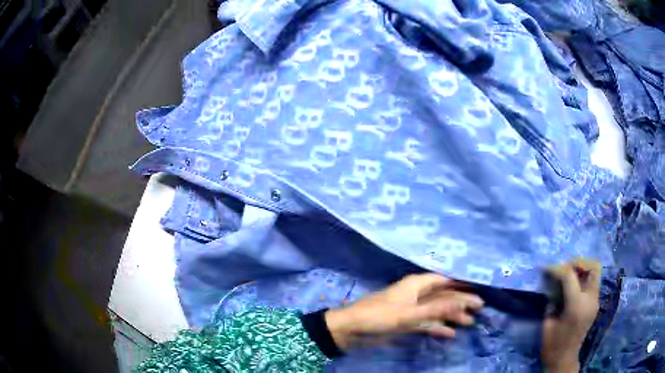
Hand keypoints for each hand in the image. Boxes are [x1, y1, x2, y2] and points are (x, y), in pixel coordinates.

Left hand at [324, 273, 483, 349]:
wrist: (350, 329)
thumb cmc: (379, 316)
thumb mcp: (410, 314)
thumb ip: (437, 309)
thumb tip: (463, 301)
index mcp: (416, 284)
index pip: (445, 281)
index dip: (462, 285)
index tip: (479, 290)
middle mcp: (416, 293)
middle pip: (443, 295)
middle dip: (460, 302)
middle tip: (479, 309)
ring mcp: (411, 308)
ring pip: (436, 310)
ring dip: (452, 316)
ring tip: (469, 323)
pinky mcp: (405, 321)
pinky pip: (427, 323)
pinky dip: (438, 328)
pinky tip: (450, 334)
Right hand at [542, 258, 600, 372]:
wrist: (564, 359)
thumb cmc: (552, 345)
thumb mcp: (548, 323)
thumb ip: (553, 301)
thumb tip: (554, 286)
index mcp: (576, 306)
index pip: (570, 276)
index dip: (557, 268)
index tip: (546, 268)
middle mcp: (590, 300)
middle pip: (592, 267)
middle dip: (578, 263)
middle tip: (564, 268)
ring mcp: (595, 301)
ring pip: (595, 272)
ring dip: (583, 269)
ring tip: (569, 275)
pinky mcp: (595, 304)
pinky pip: (593, 282)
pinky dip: (584, 278)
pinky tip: (573, 285)